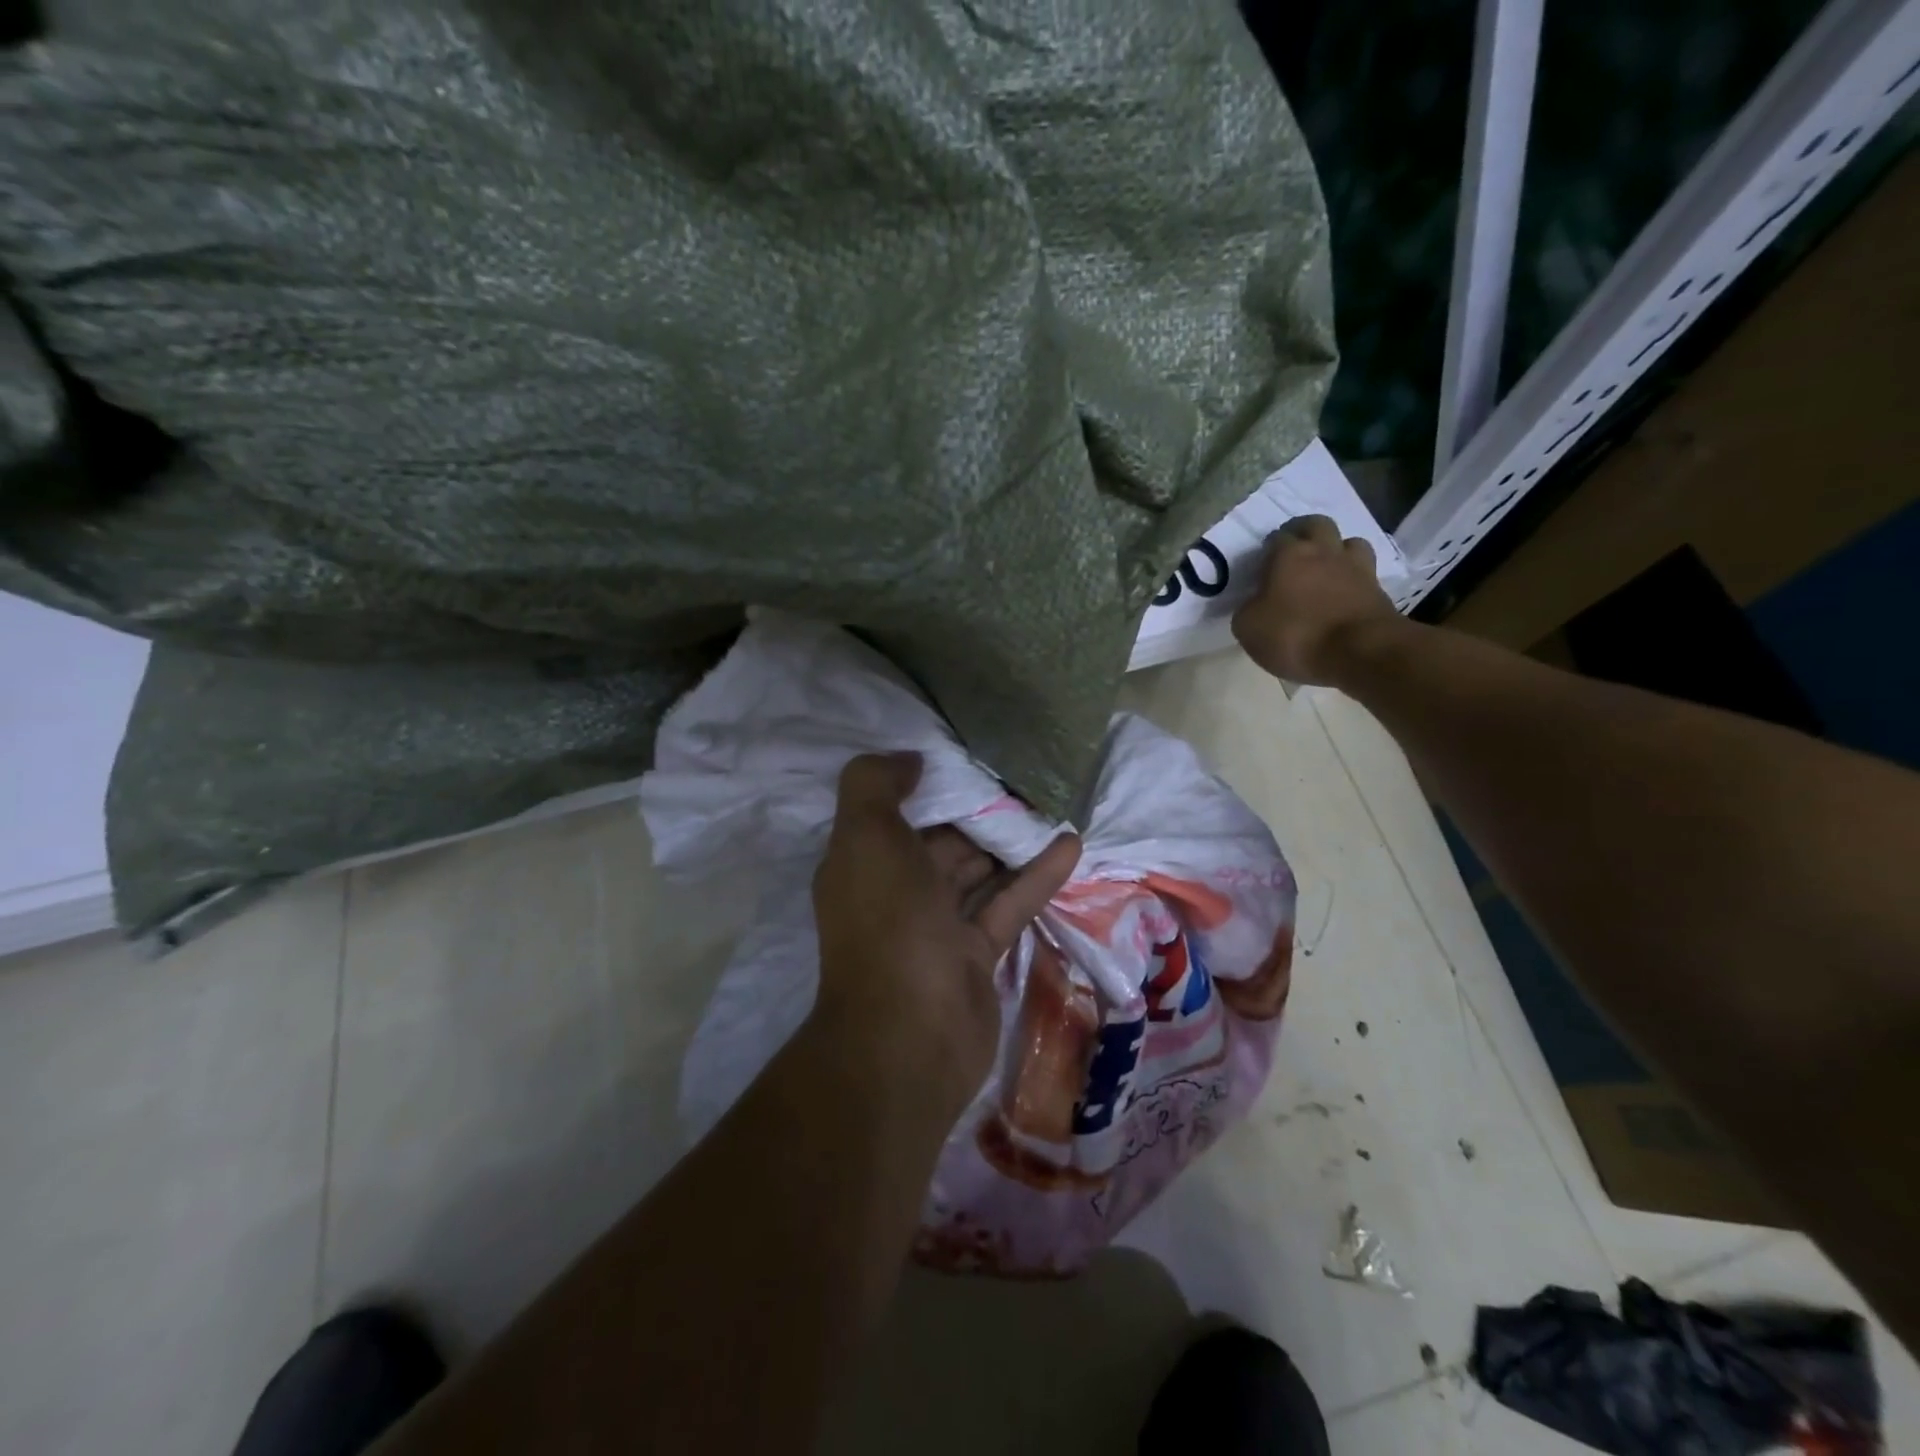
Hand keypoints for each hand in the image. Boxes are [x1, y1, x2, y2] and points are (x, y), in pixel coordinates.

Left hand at [811, 752, 1081, 1114]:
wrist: (910, 1033)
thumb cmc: (887, 920)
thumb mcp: (865, 835)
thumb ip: (875, 784)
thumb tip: (910, 759)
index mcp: (864, 864)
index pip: (894, 815)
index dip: (926, 787)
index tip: (965, 757)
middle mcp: (897, 892)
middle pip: (940, 842)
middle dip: (975, 814)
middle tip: (1021, 779)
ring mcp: (938, 926)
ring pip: (978, 873)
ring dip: (1009, 843)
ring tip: (1050, 804)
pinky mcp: (977, 954)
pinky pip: (1009, 903)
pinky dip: (1037, 875)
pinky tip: (1072, 844)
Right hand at [1231, 514, 1403, 685]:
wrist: (1360, 651)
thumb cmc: (1295, 635)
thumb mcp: (1248, 628)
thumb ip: (1248, 608)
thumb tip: (1255, 603)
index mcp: (1289, 555)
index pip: (1276, 538)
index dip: (1268, 550)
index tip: (1262, 567)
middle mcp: (1324, 552)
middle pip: (1317, 524)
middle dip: (1304, 533)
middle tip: (1293, 552)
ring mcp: (1356, 568)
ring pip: (1349, 542)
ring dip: (1337, 550)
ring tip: (1325, 570)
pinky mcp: (1378, 590)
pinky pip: (1364, 572)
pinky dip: (1352, 578)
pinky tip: (1343, 594)